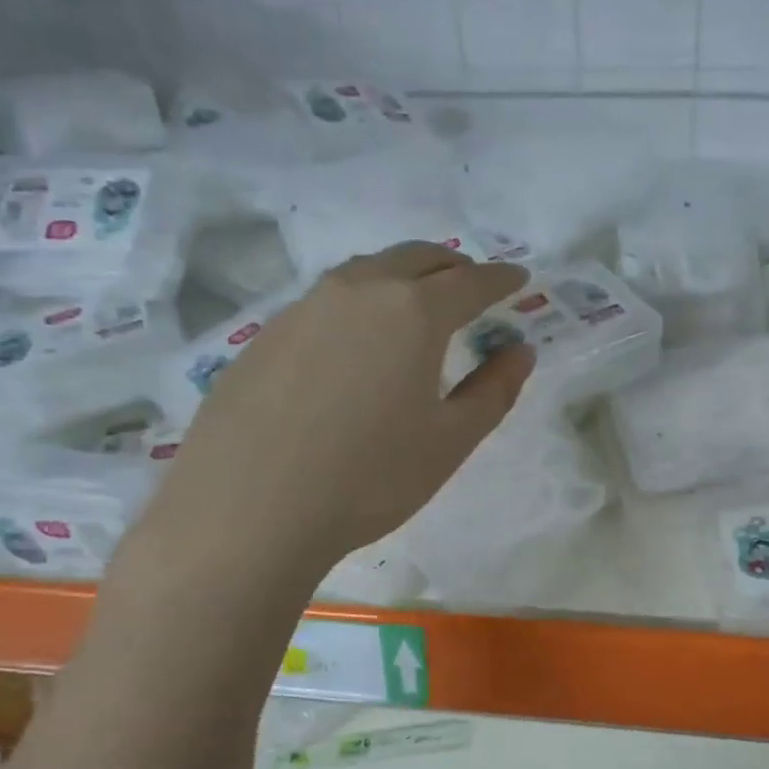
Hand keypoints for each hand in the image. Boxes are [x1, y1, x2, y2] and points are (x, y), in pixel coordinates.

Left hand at [136, 242, 532, 584]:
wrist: (248, 510)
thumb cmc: (369, 478)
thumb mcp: (449, 442)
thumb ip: (494, 391)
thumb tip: (521, 351)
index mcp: (413, 312)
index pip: (470, 281)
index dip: (501, 278)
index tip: (518, 277)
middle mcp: (358, 291)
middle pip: (416, 258)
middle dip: (452, 266)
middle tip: (472, 284)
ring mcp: (304, 308)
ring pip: (366, 272)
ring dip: (402, 276)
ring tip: (416, 303)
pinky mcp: (265, 334)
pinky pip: (327, 301)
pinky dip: (359, 303)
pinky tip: (355, 342)